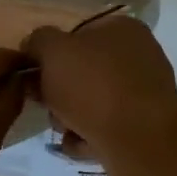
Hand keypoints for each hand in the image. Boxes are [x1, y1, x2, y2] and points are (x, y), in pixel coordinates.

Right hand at [22, 16, 176, 161]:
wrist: (140, 142)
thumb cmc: (95, 86)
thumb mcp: (53, 50)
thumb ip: (38, 41)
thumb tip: (34, 46)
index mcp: (122, 29)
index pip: (78, 34)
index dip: (51, 53)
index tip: (33, 74)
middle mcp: (138, 58)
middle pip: (83, 71)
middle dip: (59, 91)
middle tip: (46, 105)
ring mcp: (143, 95)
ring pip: (91, 103)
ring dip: (70, 117)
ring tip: (64, 129)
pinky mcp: (143, 129)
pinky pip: (103, 130)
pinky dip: (87, 138)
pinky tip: (78, 146)